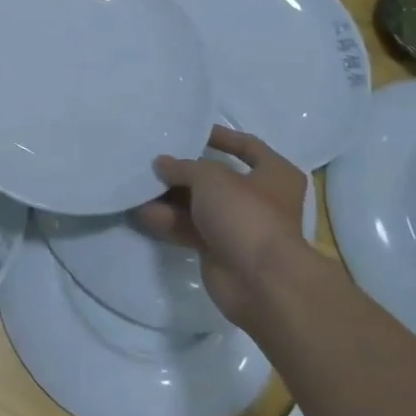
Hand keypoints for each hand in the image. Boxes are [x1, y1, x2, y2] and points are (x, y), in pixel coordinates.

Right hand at [139, 125, 308, 325]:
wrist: (261, 282)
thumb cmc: (246, 214)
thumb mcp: (211, 178)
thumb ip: (183, 167)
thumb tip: (162, 164)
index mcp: (275, 175)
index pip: (248, 146)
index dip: (221, 137)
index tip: (192, 133)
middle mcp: (261, 199)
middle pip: (217, 179)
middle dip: (185, 172)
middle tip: (155, 162)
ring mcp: (240, 227)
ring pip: (200, 206)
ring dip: (171, 198)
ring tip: (141, 186)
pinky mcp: (221, 251)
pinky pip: (191, 230)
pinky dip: (170, 222)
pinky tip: (144, 214)